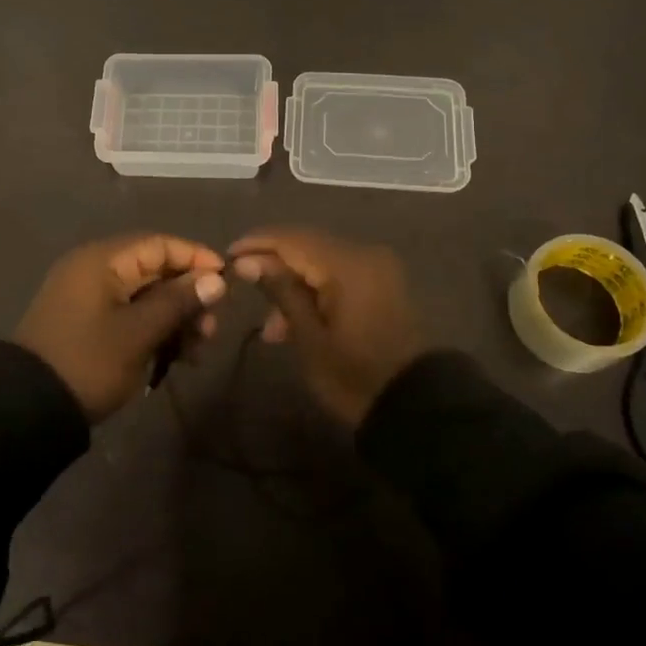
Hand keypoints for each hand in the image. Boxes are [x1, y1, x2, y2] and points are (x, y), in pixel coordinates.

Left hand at [14, 234, 227, 422]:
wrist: (27, 408)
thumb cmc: (88, 362)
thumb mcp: (138, 333)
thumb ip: (178, 302)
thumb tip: (216, 279)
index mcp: (102, 260)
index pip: (159, 244)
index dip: (196, 259)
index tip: (227, 283)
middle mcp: (95, 269)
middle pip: (155, 270)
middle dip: (188, 297)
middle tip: (211, 330)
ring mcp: (89, 297)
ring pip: (146, 296)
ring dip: (175, 318)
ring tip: (196, 352)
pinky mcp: (88, 323)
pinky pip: (130, 314)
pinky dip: (154, 330)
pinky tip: (175, 357)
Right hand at [229, 228, 428, 425]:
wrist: (417, 407)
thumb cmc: (356, 376)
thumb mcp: (310, 338)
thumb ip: (281, 291)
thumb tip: (248, 262)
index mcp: (348, 264)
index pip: (292, 239)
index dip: (257, 244)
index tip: (227, 258)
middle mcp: (364, 254)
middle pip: (307, 245)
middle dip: (273, 265)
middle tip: (244, 290)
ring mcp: (377, 268)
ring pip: (321, 261)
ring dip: (293, 282)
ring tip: (272, 327)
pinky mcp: (383, 284)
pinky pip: (339, 274)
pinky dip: (315, 289)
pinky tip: (297, 320)